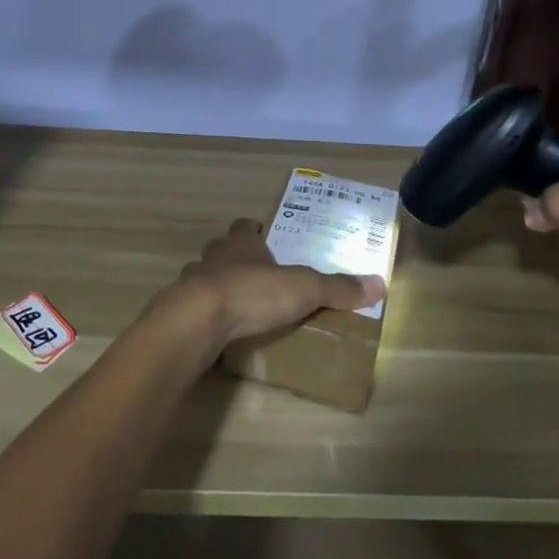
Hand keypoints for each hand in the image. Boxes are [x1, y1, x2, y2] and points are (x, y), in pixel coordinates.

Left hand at [165, 218, 385, 347]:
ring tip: (236, 305)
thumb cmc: (252, 293)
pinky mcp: (179, 311)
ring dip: (216, 286)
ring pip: (203, 276)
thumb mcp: (303, 289)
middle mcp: (214, 257)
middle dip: (234, 258)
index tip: (262, 233)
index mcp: (240, 244)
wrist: (197, 319)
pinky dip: (204, 316)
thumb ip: (337, 288)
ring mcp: (192, 282)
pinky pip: (193, 309)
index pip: (243, 227)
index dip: (252, 229)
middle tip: (255, 274)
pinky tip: (216, 331)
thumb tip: (379, 283)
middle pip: (221, 249)